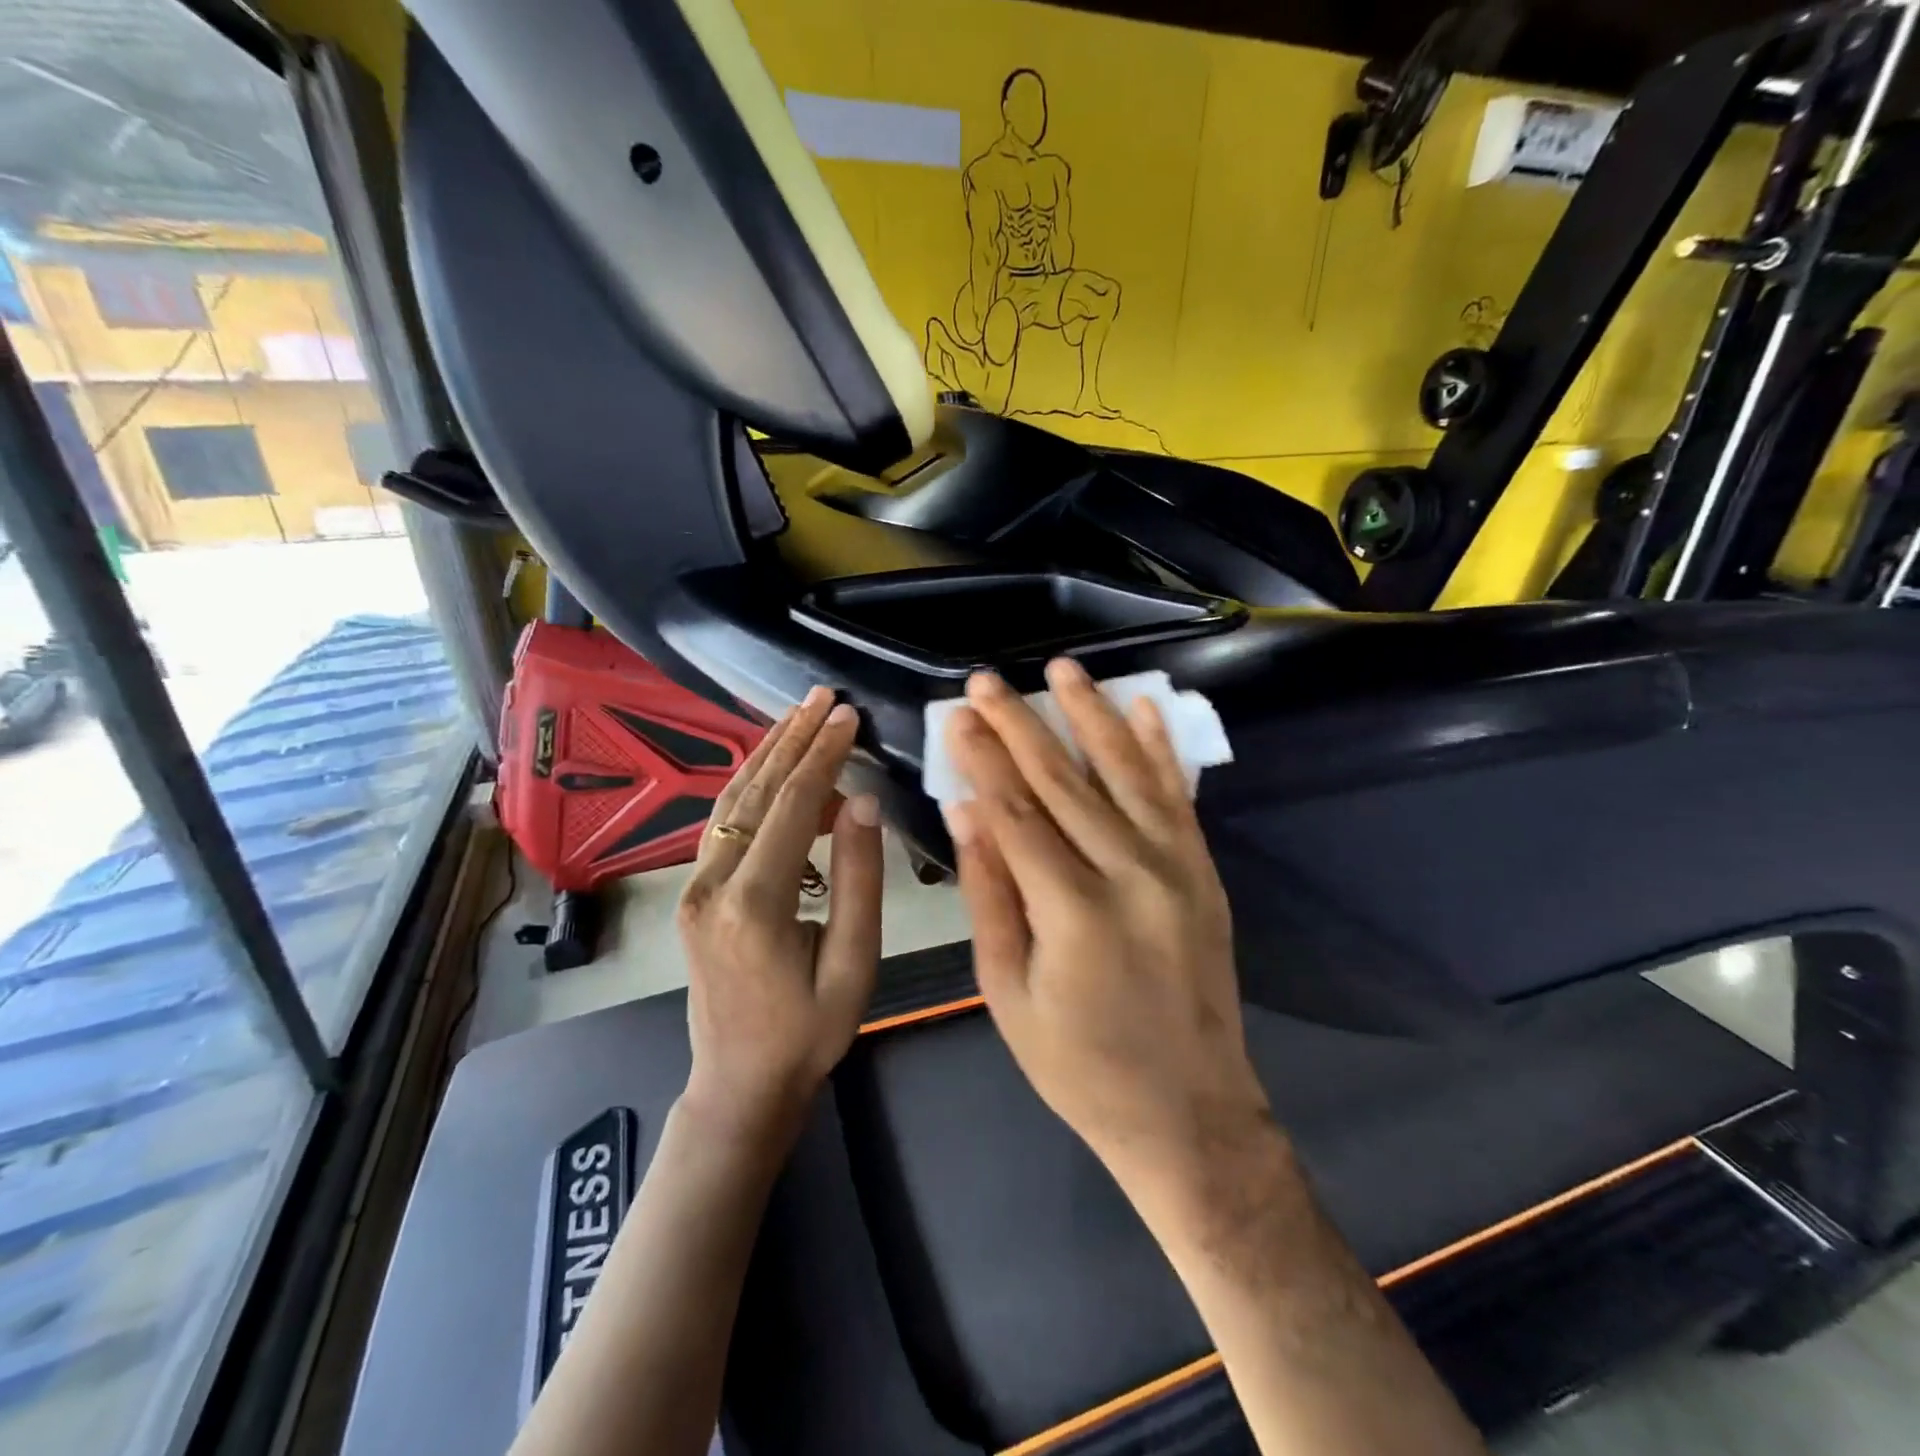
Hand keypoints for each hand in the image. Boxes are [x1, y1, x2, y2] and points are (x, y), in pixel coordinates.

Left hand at [677, 687, 881, 1151]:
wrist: (740, 1083)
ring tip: (801, 715)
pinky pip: (723, 823)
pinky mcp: (694, 892)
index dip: (823, 756)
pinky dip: (752, 785)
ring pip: (731, 801)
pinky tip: (773, 764)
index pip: (793, 807)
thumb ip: (859, 880)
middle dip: (792, 739)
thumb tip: (863, 802)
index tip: (849, 715)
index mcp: (754, 904)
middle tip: (824, 697)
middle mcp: (712, 884)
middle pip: (755, 792)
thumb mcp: (854, 965)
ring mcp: (694, 886)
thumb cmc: (808, 1033)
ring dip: (768, 753)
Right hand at [943, 659, 1273, 1206]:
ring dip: (1092, 715)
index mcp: (1072, 910)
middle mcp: (1130, 874)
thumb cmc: (1080, 1065)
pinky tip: (1145, 708)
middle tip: (988, 679)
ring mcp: (1176, 868)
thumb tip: (964, 811)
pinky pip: (1178, 797)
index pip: (1015, 811)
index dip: (982, 758)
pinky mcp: (1202, 873)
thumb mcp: (1009, 993)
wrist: (1189, 1111)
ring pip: (1125, 773)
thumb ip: (990, 895)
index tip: (958, 715)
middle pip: (1064, 780)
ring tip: (1063, 668)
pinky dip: (1160, 749)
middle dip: (1021, 723)